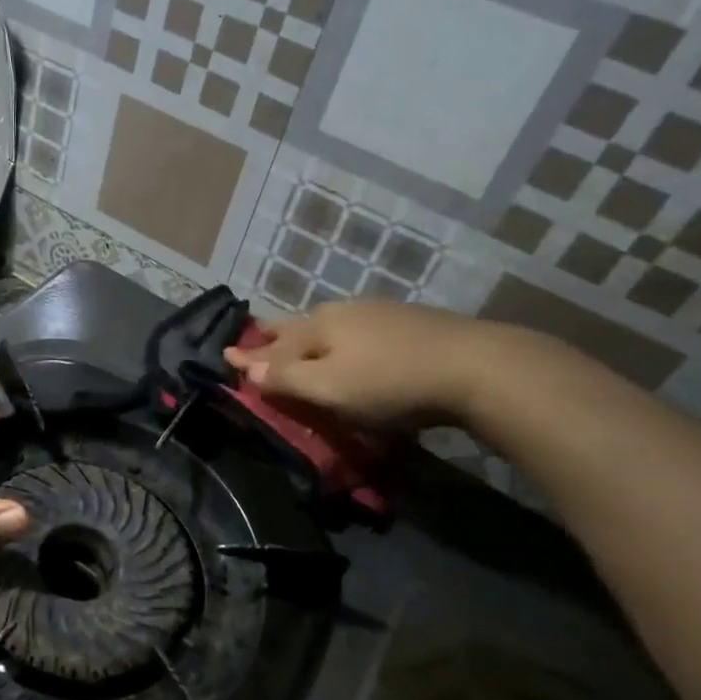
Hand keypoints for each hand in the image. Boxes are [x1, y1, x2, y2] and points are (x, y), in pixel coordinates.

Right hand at [223, 299, 498, 431]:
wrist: (474, 367)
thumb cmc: (389, 382)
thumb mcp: (329, 388)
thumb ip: (286, 378)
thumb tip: (247, 367)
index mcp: (319, 326)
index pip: (274, 343)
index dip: (250, 354)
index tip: (225, 355)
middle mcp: (344, 311)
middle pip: (301, 325)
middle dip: (276, 334)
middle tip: (258, 334)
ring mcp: (380, 314)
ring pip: (333, 325)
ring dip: (311, 336)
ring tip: (301, 341)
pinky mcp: (411, 324)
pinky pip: (360, 331)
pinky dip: (343, 340)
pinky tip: (354, 345)